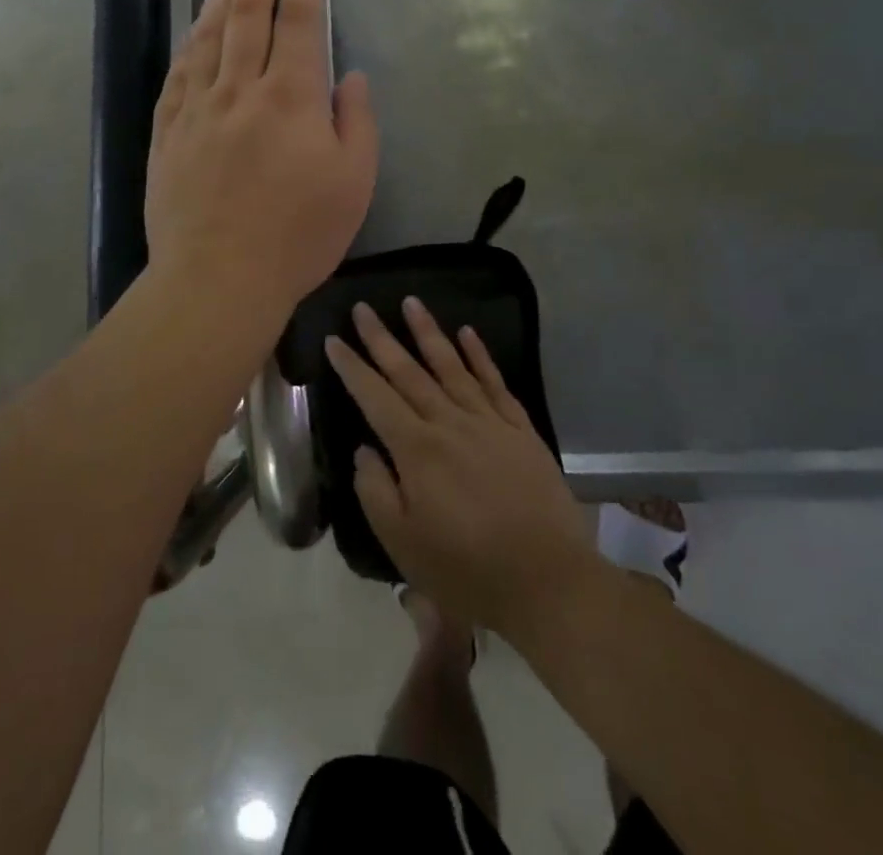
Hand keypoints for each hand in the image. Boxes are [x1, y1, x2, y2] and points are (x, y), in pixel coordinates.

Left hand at [145, 0, 378, 329]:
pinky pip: (178, 73)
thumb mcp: (354, 183)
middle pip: (248, 15)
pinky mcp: (167, 132)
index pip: (299, 24)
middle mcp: (240, 88)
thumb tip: (349, 77)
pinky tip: (193, 29)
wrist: (217, 279)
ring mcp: (197, 108)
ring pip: (208, 36)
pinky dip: (189, 43)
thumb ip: (357, 122)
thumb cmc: (297, 237)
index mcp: (292, 98)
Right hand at [326, 299, 594, 637]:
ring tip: (411, 301)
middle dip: (381, 338)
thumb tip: (365, 448)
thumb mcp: (403, 543)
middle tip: (363, 307)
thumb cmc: (467, 570)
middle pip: (408, 371)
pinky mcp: (520, 429)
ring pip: (451, 365)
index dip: (352, 367)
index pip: (374, 396)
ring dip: (428, 332)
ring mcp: (488, 422)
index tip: (334, 339)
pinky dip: (480, 355)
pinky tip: (467, 333)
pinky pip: (495, 382)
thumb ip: (375, 490)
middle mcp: (448, 423)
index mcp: (416, 449)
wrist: (548, 582)